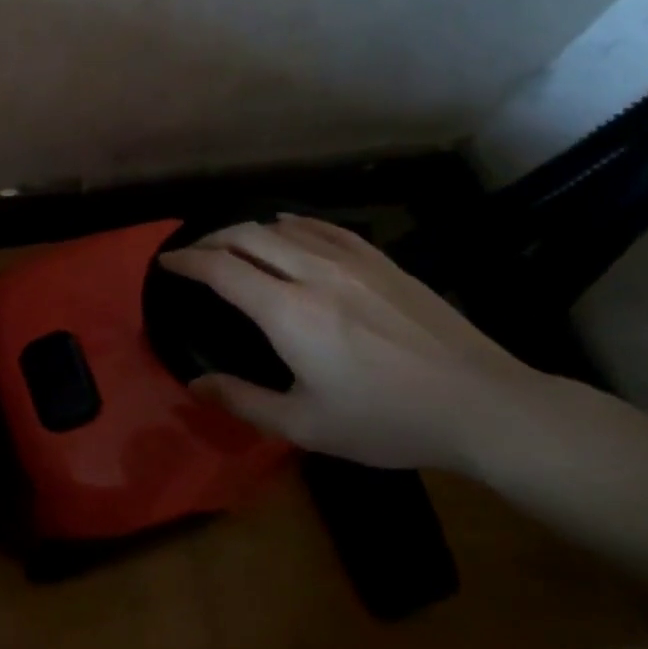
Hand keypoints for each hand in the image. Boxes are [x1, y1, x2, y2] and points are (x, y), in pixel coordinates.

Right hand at [159, 215, 541, 470]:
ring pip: (283, 227)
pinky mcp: (382, 262)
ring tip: (232, 243)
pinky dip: (293, 223)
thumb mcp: (306, 425)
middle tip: (193, 254)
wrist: (481, 404)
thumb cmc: (387, 420)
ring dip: (246, 230)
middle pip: (246, 236)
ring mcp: (352, 262)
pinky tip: (287, 227)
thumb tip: (196, 384)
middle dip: (210, 239)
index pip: (221, 269)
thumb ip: (243, 401)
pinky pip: (325, 227)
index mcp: (288, 312)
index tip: (166, 263)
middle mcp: (313, 273)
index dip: (186, 260)